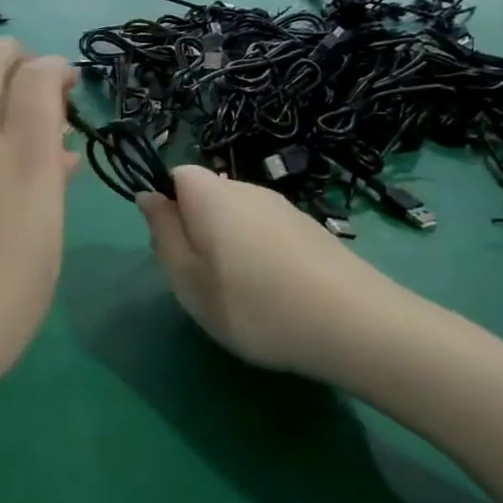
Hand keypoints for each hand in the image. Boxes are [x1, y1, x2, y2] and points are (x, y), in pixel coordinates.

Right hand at [138, 165, 420, 385]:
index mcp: (210, 193)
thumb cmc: (251, 303)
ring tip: (241, 294)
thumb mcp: (187, 278)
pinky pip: (269, 234)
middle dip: (197, 230)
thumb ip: (163, 233)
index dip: (167, 209)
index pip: (175, 177)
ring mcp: (285, 208)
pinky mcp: (313, 231)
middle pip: (207, 197)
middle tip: (202, 280)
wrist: (354, 325)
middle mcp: (247, 188)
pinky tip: (276, 295)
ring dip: (230, 246)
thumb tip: (148, 196)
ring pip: (239, 218)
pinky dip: (262, 257)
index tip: (173, 251)